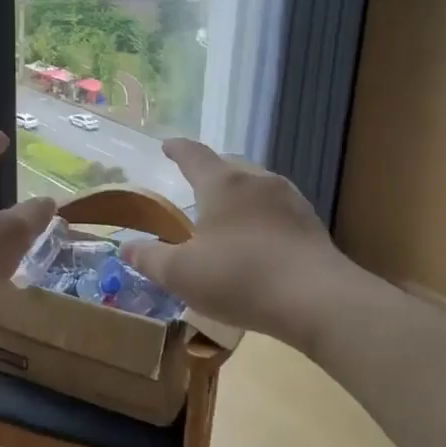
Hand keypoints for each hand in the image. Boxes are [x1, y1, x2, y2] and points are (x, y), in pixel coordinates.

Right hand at [121, 139, 351, 349]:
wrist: (319, 301)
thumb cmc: (240, 278)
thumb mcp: (181, 274)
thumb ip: (149, 259)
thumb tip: (126, 248)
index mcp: (223, 184)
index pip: (194, 155)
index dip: (178, 149)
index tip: (167, 145)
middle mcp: (258, 182)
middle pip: (230, 165)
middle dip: (211, 169)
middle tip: (195, 182)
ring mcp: (291, 201)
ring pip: (257, 185)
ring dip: (238, 192)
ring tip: (226, 212)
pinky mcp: (311, 226)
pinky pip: (277, 209)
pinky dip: (260, 215)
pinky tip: (257, 238)